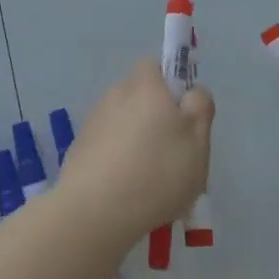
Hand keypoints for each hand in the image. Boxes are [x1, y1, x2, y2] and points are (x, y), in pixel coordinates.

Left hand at [58, 60, 213, 247]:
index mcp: (145, 86)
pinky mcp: (78, 150)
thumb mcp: (197, 142)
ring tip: (151, 183)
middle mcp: (115, 95)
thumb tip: (191, 92)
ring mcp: (93, 123)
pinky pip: (107, 148)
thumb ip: (200, 109)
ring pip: (123, 124)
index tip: (182, 116)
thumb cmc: (156, 172)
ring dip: (136, 143)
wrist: (94, 212)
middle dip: (155, 119)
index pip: (155, 66)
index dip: (170, 85)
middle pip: (140, 97)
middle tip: (174, 155)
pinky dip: (117, 162)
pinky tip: (127, 193)